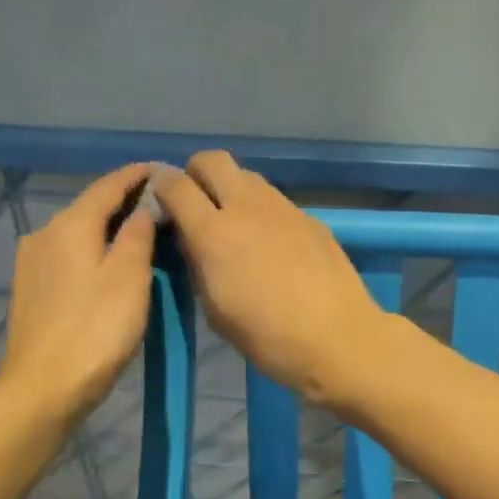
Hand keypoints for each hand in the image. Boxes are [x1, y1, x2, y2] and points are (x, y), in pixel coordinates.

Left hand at [0, 163, 155, 419]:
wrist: (43, 387)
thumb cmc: (96, 329)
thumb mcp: (130, 278)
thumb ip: (137, 236)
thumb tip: (142, 210)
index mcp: (70, 226)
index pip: (107, 186)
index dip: (134, 176)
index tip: (158, 169)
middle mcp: (45, 235)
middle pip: (88, 207)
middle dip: (122, 200)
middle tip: (157, 201)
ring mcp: (33, 263)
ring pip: (77, 232)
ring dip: (107, 226)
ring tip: (138, 230)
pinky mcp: (31, 290)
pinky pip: (68, 254)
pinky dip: (92, 249)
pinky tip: (108, 261)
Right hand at [154, 152, 388, 407]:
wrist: (338, 338)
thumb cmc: (269, 338)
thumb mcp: (216, 312)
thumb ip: (197, 266)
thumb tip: (190, 239)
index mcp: (214, 234)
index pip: (175, 185)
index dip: (160, 185)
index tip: (159, 199)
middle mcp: (247, 208)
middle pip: (212, 160)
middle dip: (196, 173)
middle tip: (197, 203)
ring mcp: (283, 208)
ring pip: (247, 175)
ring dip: (232, 189)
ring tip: (235, 223)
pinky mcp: (310, 217)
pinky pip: (275, 200)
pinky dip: (262, 210)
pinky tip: (272, 244)